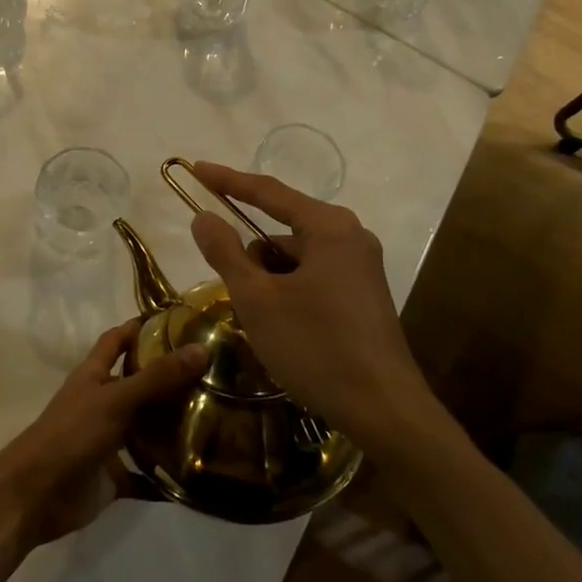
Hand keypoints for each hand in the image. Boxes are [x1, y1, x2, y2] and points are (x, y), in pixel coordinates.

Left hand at [0, 322, 208, 552]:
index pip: (117, 340)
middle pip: (137, 384)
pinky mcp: (112, 476)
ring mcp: (107, 441)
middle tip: (212, 372)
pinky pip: (145, 475)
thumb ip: (158, 377)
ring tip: (215, 418)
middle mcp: (101, 403)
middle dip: (168, 378)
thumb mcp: (116, 399)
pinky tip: (197, 476)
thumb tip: (203, 348)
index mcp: (94, 375)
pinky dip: (165, 477)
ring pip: (144, 428)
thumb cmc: (71, 434)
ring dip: (170, 426)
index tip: (177, 320)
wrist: (34, 495)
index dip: (139, 327)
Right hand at [186, 161, 445, 447]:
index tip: (196, 170)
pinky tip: (285, 332)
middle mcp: (350, 237)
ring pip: (296, 260)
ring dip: (269, 282)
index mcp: (328, 227)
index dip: (228, 181)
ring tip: (264, 325)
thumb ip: (226, 252)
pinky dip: (289, 294)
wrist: (384, 410)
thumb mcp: (258, 299)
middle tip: (238, 297)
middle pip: (282, 232)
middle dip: (252, 259)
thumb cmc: (316, 347)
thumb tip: (203, 216)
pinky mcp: (364, 295)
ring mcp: (362, 267)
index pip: (268, 192)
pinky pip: (313, 278)